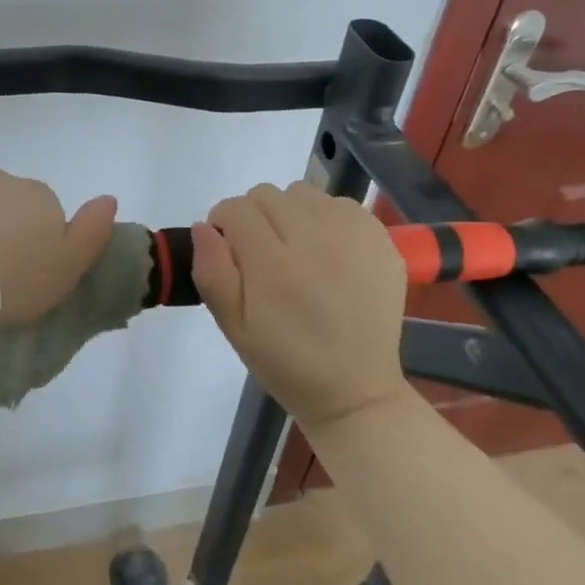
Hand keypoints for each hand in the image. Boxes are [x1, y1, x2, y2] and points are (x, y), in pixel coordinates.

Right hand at [190, 181, 409, 427]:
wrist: (356, 390)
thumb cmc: (285, 362)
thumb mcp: (232, 326)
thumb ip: (211, 271)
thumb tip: (204, 227)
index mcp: (274, 266)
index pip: (235, 209)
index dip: (223, 225)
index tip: (229, 249)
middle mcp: (316, 240)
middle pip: (267, 195)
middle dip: (254, 216)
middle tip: (261, 254)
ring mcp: (353, 237)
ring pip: (303, 193)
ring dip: (290, 213)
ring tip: (296, 250)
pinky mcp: (381, 239)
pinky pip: (340, 204)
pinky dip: (325, 219)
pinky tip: (327, 252)